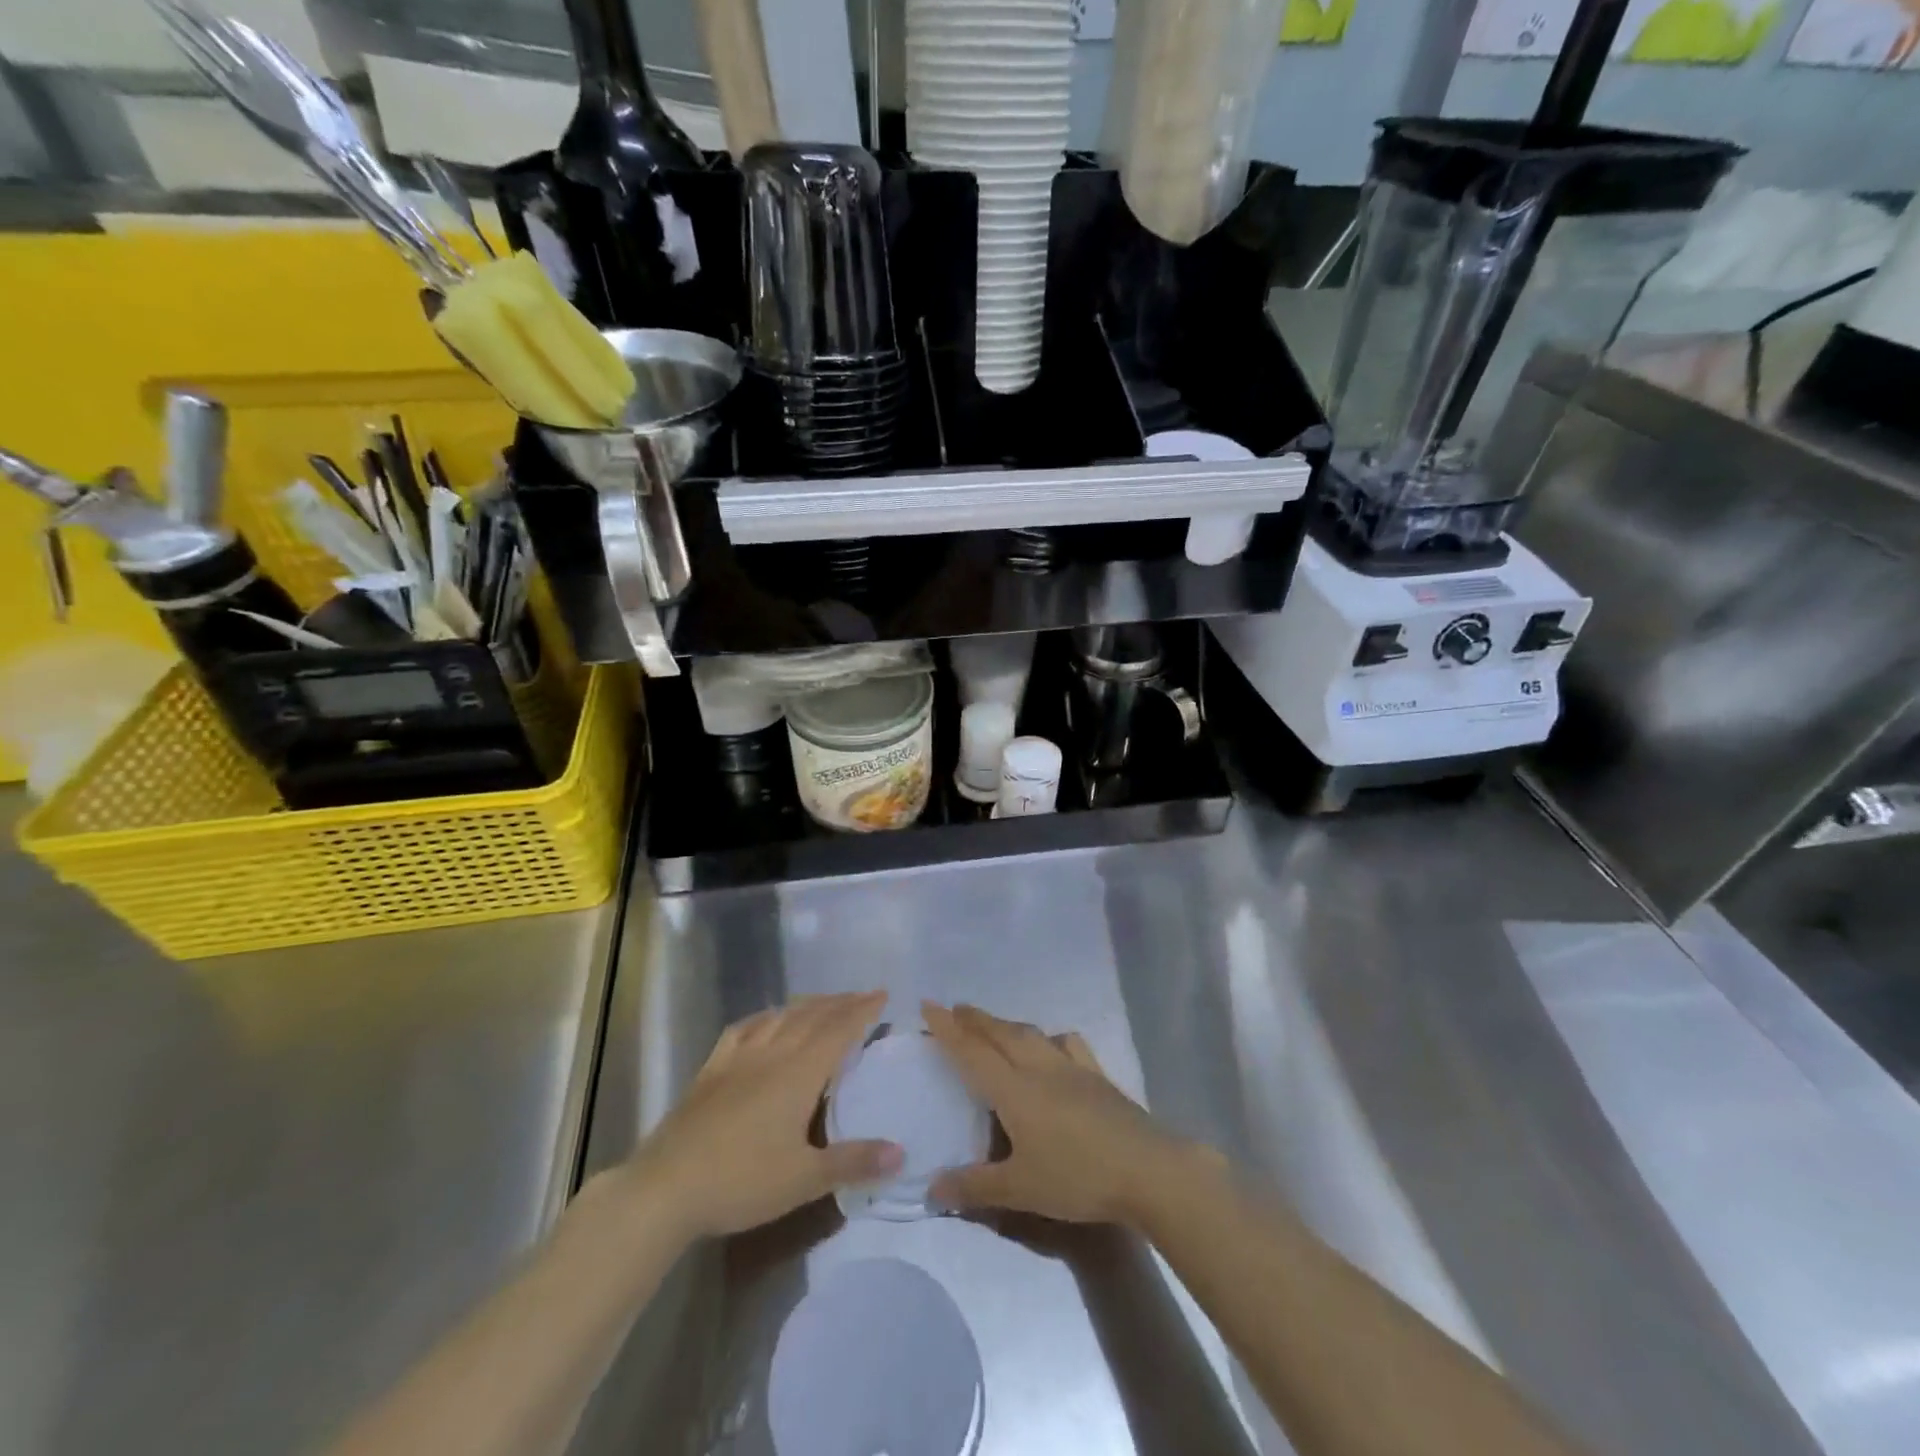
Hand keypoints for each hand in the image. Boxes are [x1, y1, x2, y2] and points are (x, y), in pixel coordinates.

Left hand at [628, 992, 902, 1240]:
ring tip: (824, 1002)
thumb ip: (854, 1162)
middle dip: (840, 1003)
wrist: (666, 1188)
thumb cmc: (741, 1181)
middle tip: (862, 995)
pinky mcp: (712, 1069)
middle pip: (812, 1017)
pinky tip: (767, 1018)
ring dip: (807, 1005)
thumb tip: (902, 1153)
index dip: (862, 1010)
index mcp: (799, 1073)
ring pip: (780, 1017)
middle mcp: (772, 1054)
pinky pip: (743, 1029)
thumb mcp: (804, 1179)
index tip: (882, 994)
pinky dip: (764, 1016)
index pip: (839, 1030)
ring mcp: (738, 1058)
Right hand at [923, 1002, 1210, 1225]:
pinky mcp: (1098, 1076)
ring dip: (1007, 1025)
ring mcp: (1072, 1067)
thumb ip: (974, 1187)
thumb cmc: (1077, 1177)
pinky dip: (1050, 1037)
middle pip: (1001, 1033)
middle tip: (955, 1010)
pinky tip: (1053, 1044)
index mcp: (1014, 1089)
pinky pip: (1068, 1044)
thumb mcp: (1020, 1190)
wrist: (1147, 1169)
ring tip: (994, 1025)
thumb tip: (931, 1189)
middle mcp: (1039, 1068)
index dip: (948, 1029)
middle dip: (975, 1019)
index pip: (972, 1051)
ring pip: (1032, 1033)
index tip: (928, 1006)